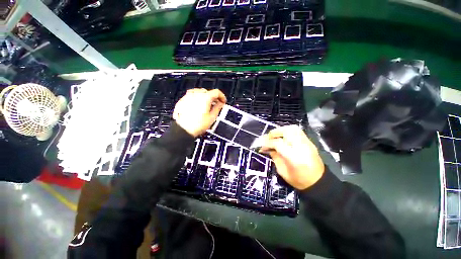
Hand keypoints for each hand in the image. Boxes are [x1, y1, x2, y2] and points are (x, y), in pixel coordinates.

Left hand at [173, 88, 225, 136]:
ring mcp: (188, 97)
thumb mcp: (212, 117)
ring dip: (205, 96)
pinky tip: (197, 105)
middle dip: (213, 97)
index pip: (216, 92)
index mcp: (205, 98)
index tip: (223, 101)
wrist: (183, 130)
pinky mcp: (182, 100)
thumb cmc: (197, 125)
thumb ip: (218, 108)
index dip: (222, 96)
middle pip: (208, 91)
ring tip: (206, 104)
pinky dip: (197, 98)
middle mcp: (196, 95)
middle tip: (216, 104)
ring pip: (199, 92)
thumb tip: (220, 103)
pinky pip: (191, 95)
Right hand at [259, 125, 324, 189]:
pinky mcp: (309, 142)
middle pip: (286, 132)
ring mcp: (307, 143)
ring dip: (281, 130)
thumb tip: (267, 148)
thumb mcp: (282, 171)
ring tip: (275, 135)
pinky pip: (297, 131)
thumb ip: (274, 157)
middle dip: (274, 133)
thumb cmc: (299, 180)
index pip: (278, 143)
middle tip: (267, 138)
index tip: (261, 145)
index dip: (267, 143)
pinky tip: (283, 137)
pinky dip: (288, 131)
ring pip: (293, 129)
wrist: (319, 182)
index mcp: (294, 157)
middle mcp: (301, 147)